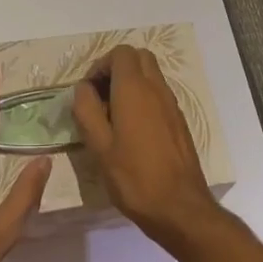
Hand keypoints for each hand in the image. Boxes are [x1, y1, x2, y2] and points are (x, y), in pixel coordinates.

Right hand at [73, 45, 225, 250]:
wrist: (180, 208)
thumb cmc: (134, 177)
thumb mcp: (99, 146)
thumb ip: (87, 110)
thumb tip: (83, 87)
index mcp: (134, 90)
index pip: (120, 53)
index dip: (100, 65)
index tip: (88, 90)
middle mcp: (156, 89)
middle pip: (139, 57)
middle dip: (117, 68)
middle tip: (100, 95)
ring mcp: (172, 104)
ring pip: (151, 75)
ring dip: (130, 83)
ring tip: (113, 115)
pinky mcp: (179, 121)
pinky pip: (159, 94)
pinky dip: (143, 98)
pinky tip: (132, 130)